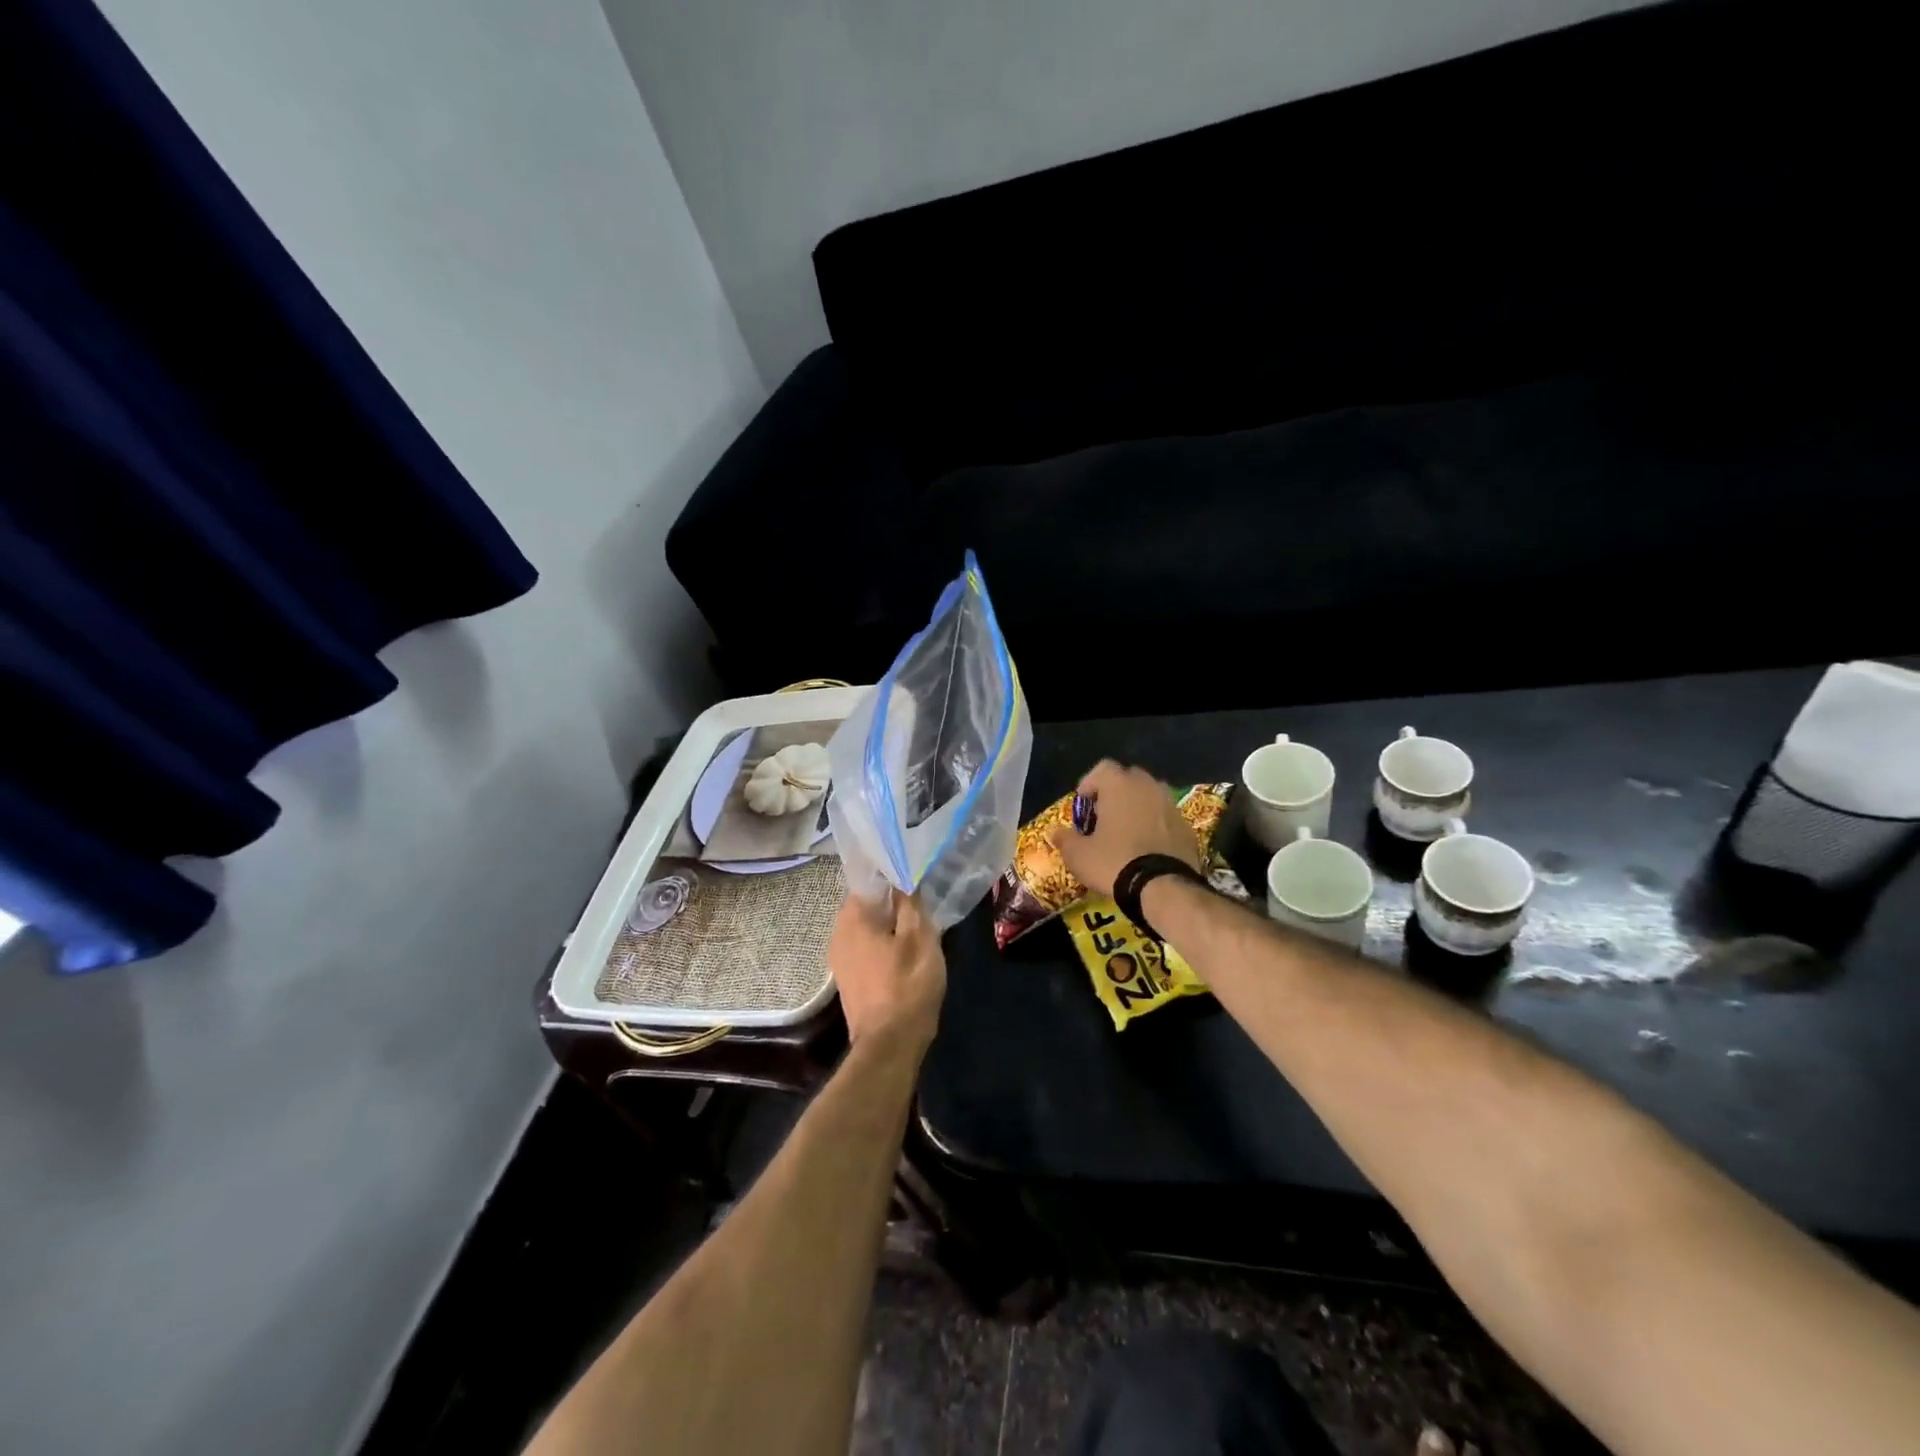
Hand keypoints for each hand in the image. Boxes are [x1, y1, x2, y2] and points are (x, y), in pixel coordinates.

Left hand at [827, 889, 946, 1052]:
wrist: (889, 1045)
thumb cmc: (907, 985)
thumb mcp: (920, 938)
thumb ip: (910, 903)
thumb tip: (904, 879)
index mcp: (852, 918)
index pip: (869, 881)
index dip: (892, 876)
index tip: (913, 875)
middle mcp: (838, 933)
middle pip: (867, 905)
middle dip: (891, 901)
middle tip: (920, 900)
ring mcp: (840, 958)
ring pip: (867, 928)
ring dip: (889, 924)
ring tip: (917, 924)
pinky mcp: (849, 979)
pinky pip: (866, 949)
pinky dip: (883, 944)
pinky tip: (904, 951)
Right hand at [1046, 759, 1199, 897]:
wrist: (1164, 887)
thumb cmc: (1114, 862)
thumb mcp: (1079, 856)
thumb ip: (1065, 840)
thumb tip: (1055, 833)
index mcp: (1120, 785)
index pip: (1102, 768)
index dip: (1089, 784)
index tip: (1083, 806)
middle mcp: (1148, 787)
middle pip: (1129, 778)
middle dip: (1115, 793)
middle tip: (1104, 817)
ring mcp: (1171, 805)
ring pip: (1150, 796)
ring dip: (1138, 808)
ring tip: (1127, 832)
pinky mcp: (1187, 827)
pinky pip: (1166, 818)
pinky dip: (1156, 826)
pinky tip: (1148, 848)